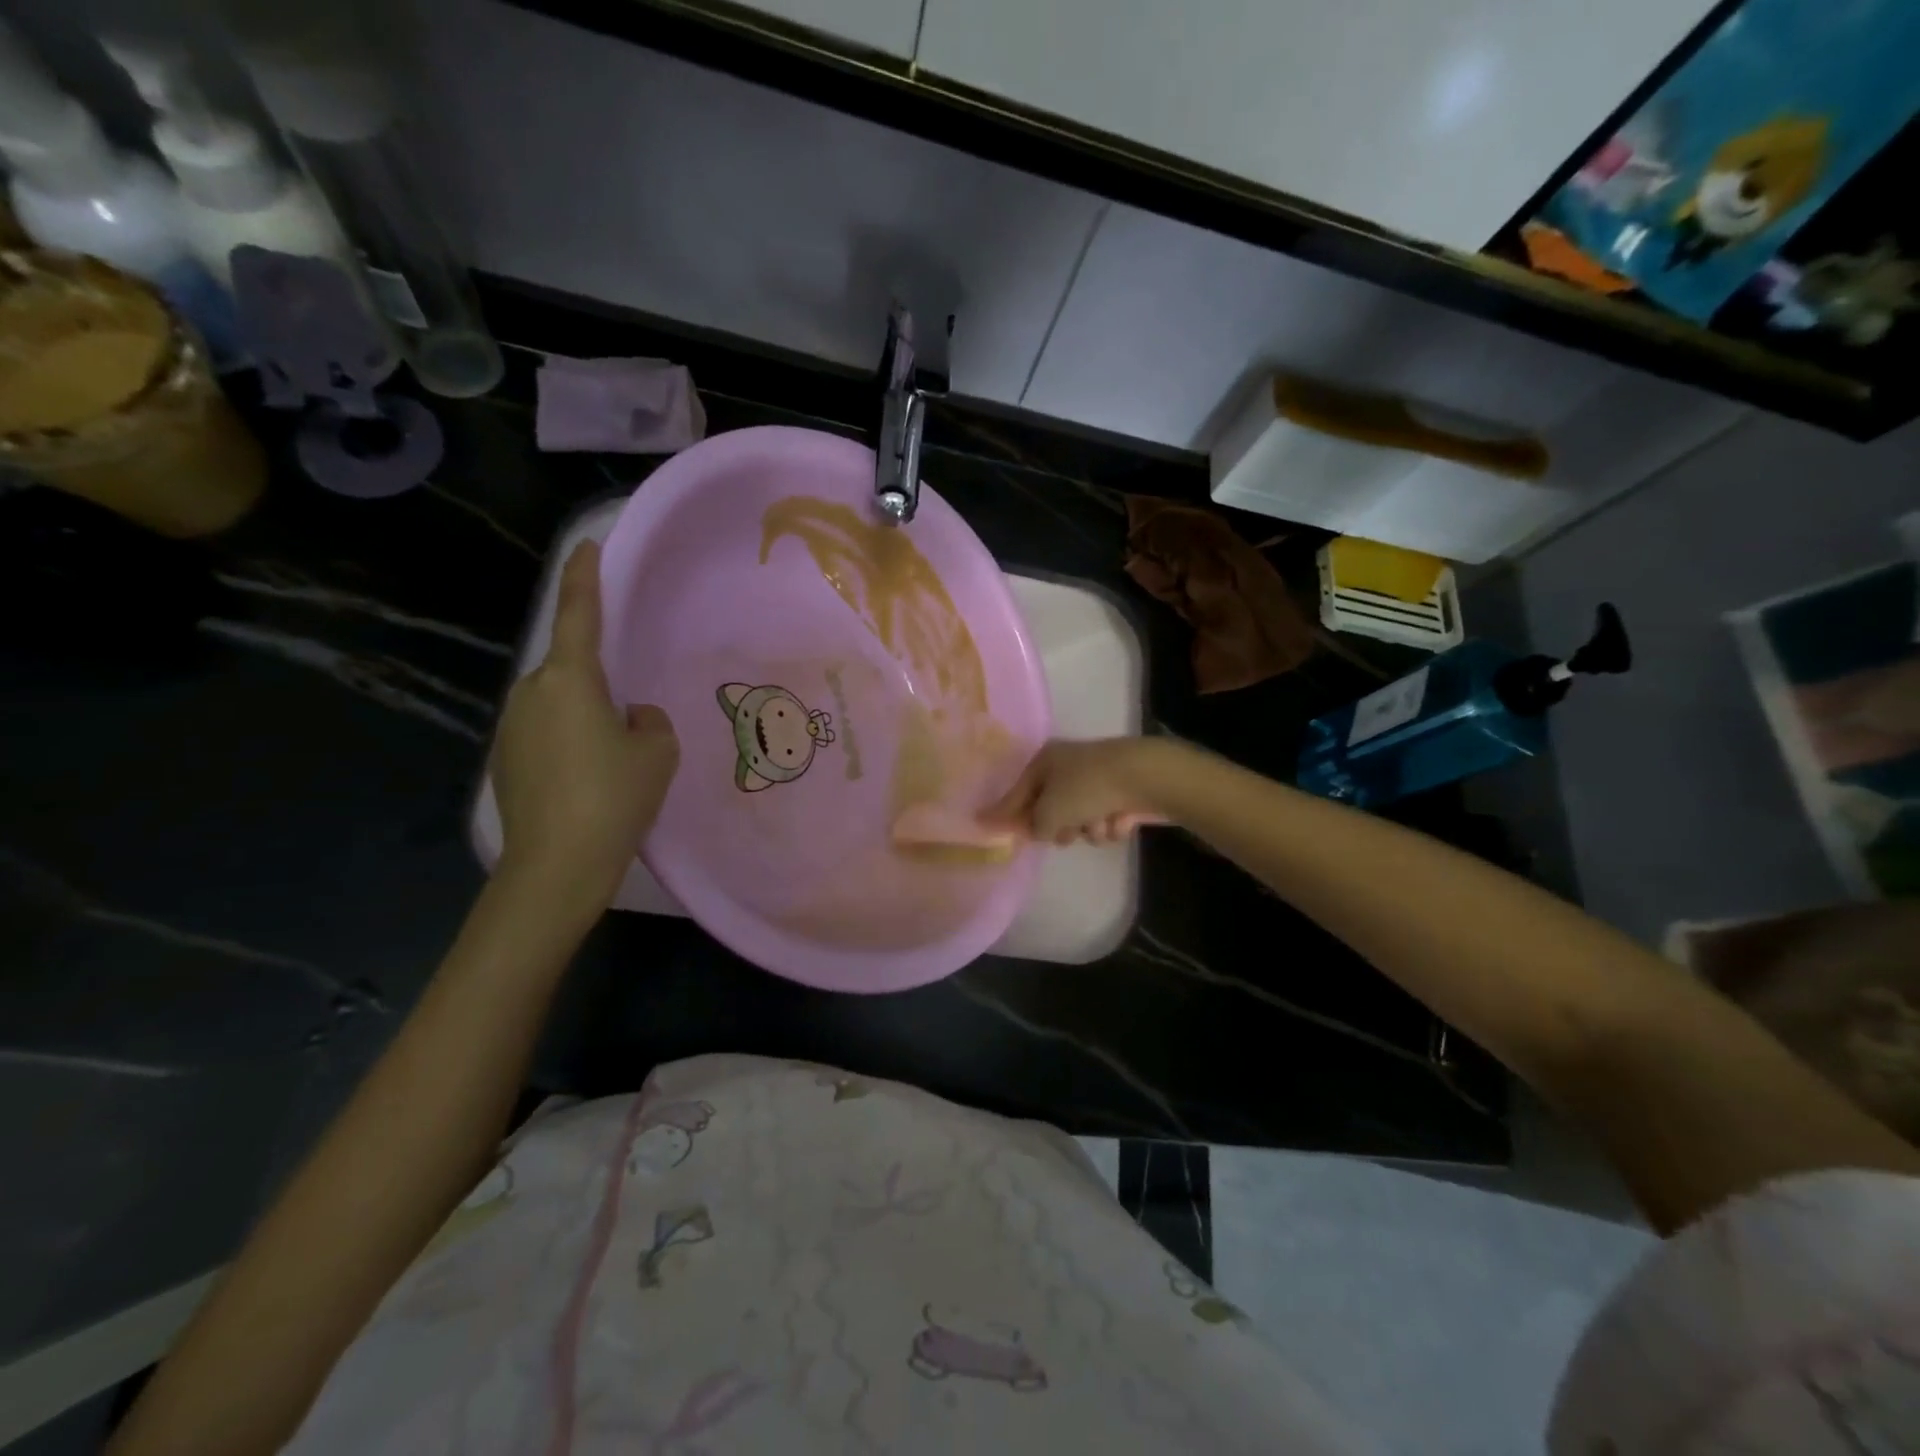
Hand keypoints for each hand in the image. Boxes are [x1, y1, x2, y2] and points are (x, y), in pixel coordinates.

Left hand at [491, 541, 679, 909]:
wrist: (556, 866)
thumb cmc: (614, 797)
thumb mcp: (656, 752)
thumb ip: (648, 721)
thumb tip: (630, 717)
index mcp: (569, 680)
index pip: (578, 614)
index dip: (583, 578)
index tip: (586, 546)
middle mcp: (531, 693)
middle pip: (570, 668)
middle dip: (599, 680)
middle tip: (631, 715)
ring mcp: (511, 728)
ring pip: (558, 704)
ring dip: (585, 715)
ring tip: (615, 757)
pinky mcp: (505, 760)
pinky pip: (546, 732)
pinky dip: (569, 742)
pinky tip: (590, 778)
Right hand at [985, 737, 1168, 845]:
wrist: (1146, 777)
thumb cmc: (1087, 788)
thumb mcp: (1049, 812)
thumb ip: (1034, 826)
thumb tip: (1034, 830)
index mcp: (1045, 762)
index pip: (1017, 793)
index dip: (1004, 813)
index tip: (984, 825)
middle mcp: (1068, 767)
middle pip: (1051, 810)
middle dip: (1060, 826)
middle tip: (1066, 833)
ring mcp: (1096, 781)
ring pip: (1081, 820)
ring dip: (1088, 829)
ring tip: (1100, 823)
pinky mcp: (1120, 794)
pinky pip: (1105, 821)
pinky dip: (1110, 825)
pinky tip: (1121, 820)